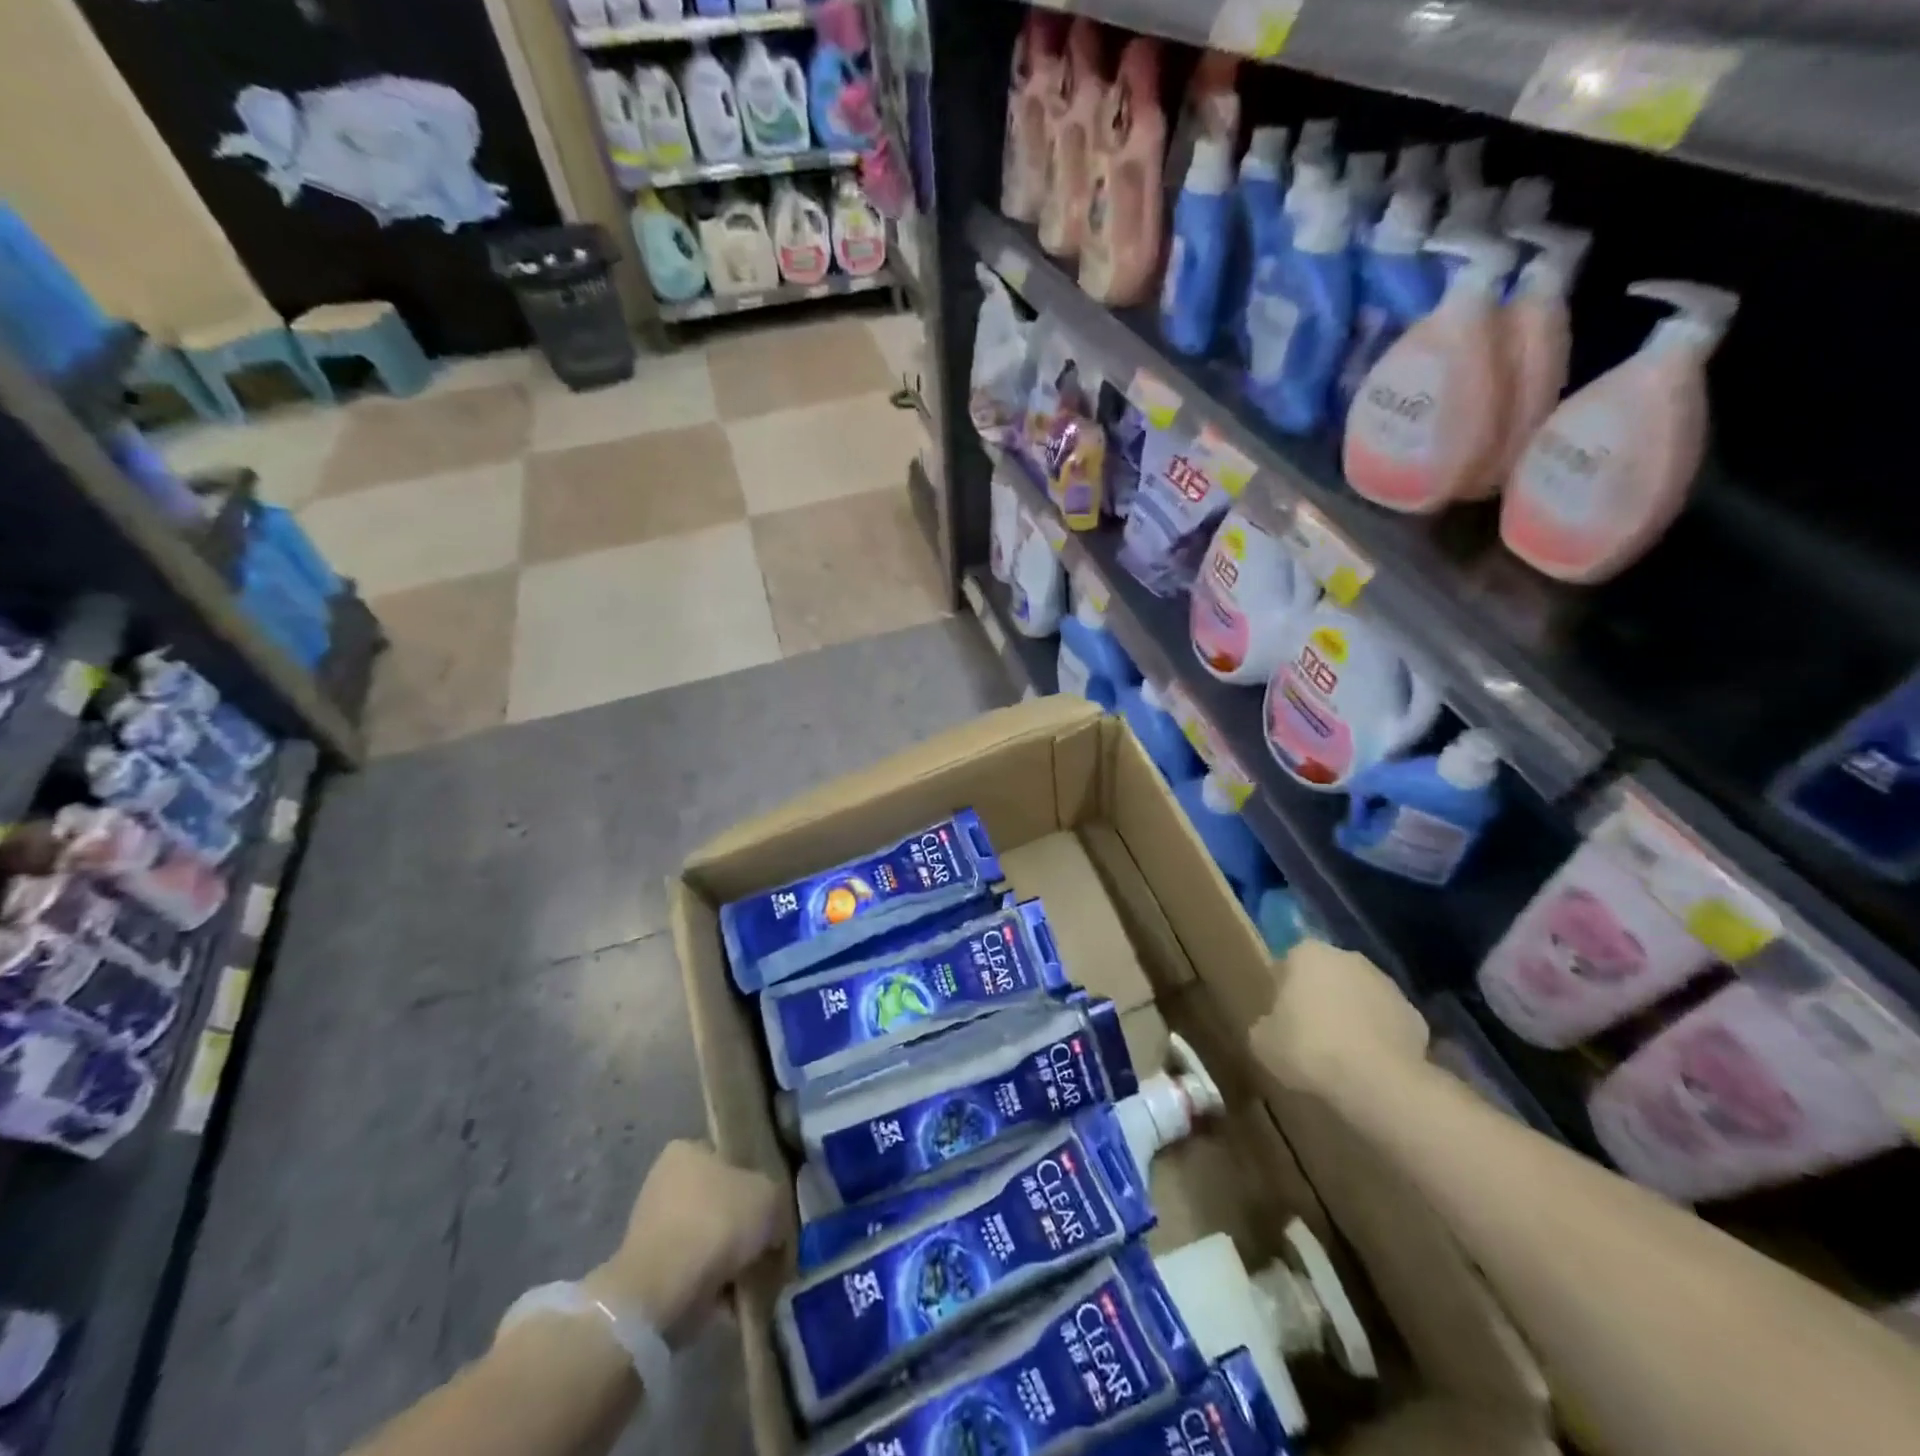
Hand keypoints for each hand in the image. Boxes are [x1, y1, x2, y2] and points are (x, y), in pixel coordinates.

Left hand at [585, 1140, 784, 1347]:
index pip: (729, 1159)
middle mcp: (664, 1182)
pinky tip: (734, 1300)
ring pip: (708, 1240)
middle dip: (742, 1226)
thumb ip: (776, 1202)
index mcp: (686, 1150)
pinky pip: (694, 1273)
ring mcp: (652, 1229)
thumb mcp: (768, 1196)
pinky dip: (713, 1287)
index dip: (755, 1183)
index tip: (771, 1210)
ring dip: (729, 1260)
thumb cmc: (716, 1223)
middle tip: (767, 1247)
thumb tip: (774, 1227)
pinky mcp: (648, 1273)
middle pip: (719, 1202)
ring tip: (753, 1279)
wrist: (662, 1293)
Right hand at [1250, 941, 1428, 1094]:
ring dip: (1351, 1017)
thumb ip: (1265, 1024)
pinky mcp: (1416, 1017)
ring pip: (1359, 998)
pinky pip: (1387, 1024)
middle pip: (1326, 977)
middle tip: (1308, 1035)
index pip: (1287, 965)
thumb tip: (1273, 1026)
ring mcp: (1388, 985)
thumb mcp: (1262, 1041)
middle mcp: (1349, 958)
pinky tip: (1369, 1066)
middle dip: (1319, 999)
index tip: (1281, 1019)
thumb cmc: (1309, 1049)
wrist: (1378, 1082)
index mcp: (1307, 953)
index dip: (1282, 992)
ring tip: (1341, 1056)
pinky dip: (1379, 1039)